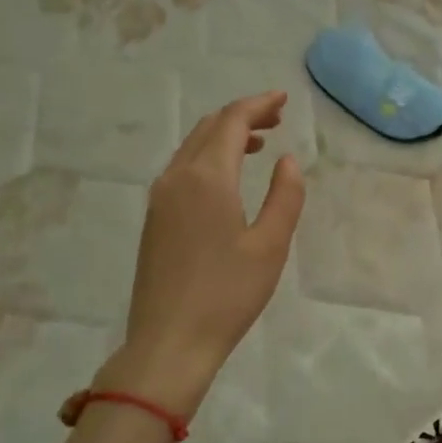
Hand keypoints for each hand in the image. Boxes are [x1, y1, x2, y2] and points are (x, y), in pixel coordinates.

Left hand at [110, 91, 304, 416]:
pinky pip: (182, 169)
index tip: (283, 99)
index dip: (258, 105)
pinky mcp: (154, 219)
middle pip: (208, 128)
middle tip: (276, 119)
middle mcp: (177, 178)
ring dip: (224, 136)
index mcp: (207, 177)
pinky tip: (228, 177)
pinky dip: (208, 158)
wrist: (168, 343)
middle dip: (242, 116)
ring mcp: (159, 199)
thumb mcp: (271, 245)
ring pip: (192, 148)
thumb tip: (287, 161)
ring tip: (258, 143)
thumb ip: (285, 196)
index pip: (231, 122)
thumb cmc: (227, 294)